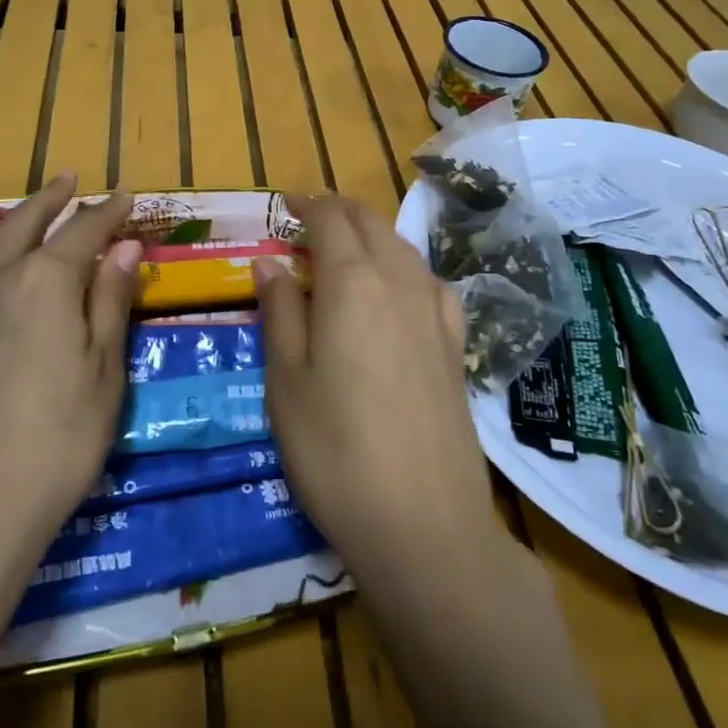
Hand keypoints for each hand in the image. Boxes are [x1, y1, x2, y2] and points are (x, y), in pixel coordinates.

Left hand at [0, 173, 142, 562]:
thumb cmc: (54, 443)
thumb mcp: (103, 372)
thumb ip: (109, 302)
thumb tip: (124, 246)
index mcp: (47, 282)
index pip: (85, 231)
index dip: (108, 212)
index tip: (126, 197)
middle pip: (25, 223)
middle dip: (51, 199)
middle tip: (68, 178)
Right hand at [254, 194, 499, 586]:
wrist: (425, 523)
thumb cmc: (335, 450)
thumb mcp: (286, 380)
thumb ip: (280, 311)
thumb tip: (270, 262)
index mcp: (353, 280)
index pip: (330, 218)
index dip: (305, 204)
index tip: (284, 205)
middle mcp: (400, 280)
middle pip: (370, 222)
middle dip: (338, 211)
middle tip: (307, 222)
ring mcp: (436, 311)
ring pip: (402, 247)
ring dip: (371, 236)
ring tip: (344, 254)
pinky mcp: (457, 344)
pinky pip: (430, 282)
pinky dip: (405, 268)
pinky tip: (397, 292)